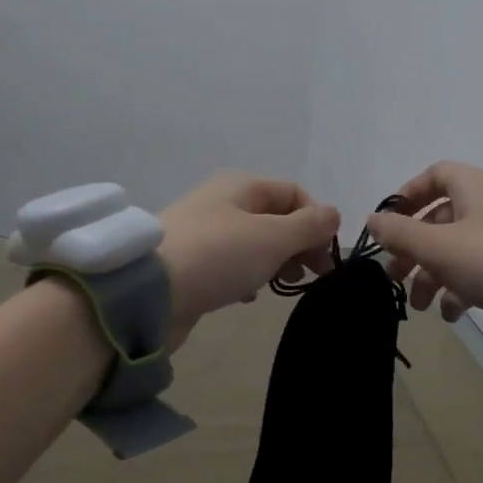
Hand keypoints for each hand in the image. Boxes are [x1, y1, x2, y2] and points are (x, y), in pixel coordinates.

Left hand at [157, 173, 340, 343]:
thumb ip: (309, 226)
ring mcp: (204, 233)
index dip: (318, 222)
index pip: (294, 194)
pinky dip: (249, 275)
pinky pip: (232, 264)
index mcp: (242, 186)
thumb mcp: (272, 237)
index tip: (326, 257)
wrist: (148, 293)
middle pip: (276, 217)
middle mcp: (223, 202)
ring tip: (283, 285)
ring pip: (255, 242)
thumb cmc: (218, 256)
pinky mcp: (191, 263)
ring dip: (277, 261)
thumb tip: (333, 214)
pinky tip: (250, 295)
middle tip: (312, 275)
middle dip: (300, 244)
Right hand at [364, 162, 482, 329]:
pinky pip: (478, 270)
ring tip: (420, 306)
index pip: (435, 174)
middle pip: (440, 218)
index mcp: (473, 185)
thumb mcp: (436, 245)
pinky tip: (450, 314)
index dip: (408, 195)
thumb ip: (399, 233)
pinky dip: (459, 288)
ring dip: (432, 275)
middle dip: (413, 249)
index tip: (389, 224)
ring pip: (456, 248)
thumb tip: (372, 221)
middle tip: (395, 275)